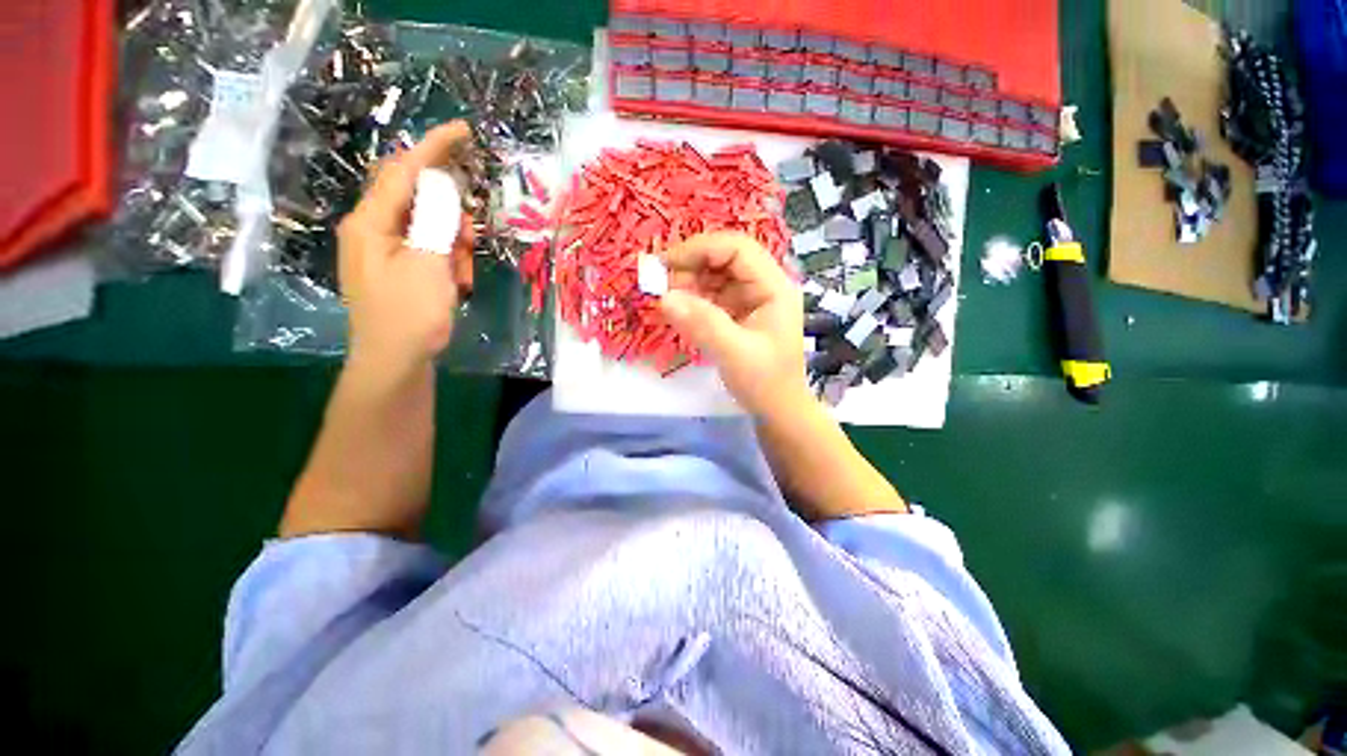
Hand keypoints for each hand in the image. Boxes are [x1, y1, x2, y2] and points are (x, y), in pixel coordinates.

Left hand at [337, 122, 474, 377]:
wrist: (395, 363)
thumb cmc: (410, 314)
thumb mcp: (428, 264)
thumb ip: (435, 219)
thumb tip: (442, 184)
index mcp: (371, 221)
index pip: (404, 170)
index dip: (434, 147)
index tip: (464, 131)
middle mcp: (372, 228)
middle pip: (417, 197)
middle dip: (450, 213)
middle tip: (467, 239)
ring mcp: (384, 249)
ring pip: (428, 225)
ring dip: (452, 242)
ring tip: (461, 273)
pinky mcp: (398, 267)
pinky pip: (427, 247)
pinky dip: (446, 258)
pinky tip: (455, 280)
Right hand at [660, 231, 808, 416]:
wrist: (778, 411)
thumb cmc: (765, 383)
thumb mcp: (734, 354)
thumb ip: (701, 324)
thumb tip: (663, 297)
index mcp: (774, 287)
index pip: (737, 249)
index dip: (700, 249)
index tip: (665, 264)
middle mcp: (765, 285)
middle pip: (725, 258)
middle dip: (691, 266)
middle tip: (659, 283)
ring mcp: (753, 299)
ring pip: (716, 276)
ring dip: (689, 282)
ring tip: (666, 298)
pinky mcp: (741, 313)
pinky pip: (714, 295)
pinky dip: (694, 299)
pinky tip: (679, 309)